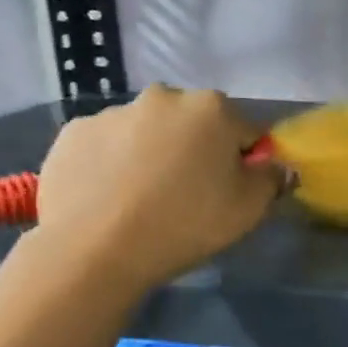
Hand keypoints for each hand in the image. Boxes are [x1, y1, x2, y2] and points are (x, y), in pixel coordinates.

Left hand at [35, 87, 284, 291]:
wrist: (95, 249)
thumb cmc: (186, 224)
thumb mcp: (249, 209)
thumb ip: (271, 179)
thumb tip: (274, 166)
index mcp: (213, 109)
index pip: (247, 132)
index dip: (247, 163)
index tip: (234, 191)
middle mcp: (164, 97)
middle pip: (196, 125)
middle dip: (198, 150)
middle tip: (190, 195)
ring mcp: (113, 112)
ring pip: (150, 132)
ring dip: (155, 154)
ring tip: (145, 199)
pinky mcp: (73, 132)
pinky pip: (108, 145)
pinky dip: (114, 163)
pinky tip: (112, 197)